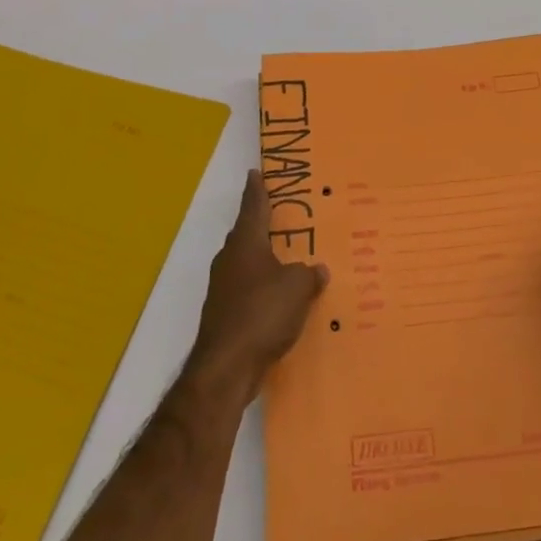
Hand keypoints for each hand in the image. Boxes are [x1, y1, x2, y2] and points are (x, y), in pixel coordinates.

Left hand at [190, 170, 328, 401]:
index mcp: (246, 243)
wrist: (227, 368)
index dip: (257, 189)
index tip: (256, 172)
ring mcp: (224, 289)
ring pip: (248, 265)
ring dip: (266, 262)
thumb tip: (317, 270)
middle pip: (248, 234)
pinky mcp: (225, 316)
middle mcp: (230, 260)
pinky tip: (281, 301)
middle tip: (285, 217)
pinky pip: (249, 292)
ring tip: (290, 260)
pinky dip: (264, 291)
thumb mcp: (297, 287)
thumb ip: (309, 274)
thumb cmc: (262, 313)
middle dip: (264, 226)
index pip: (253, 206)